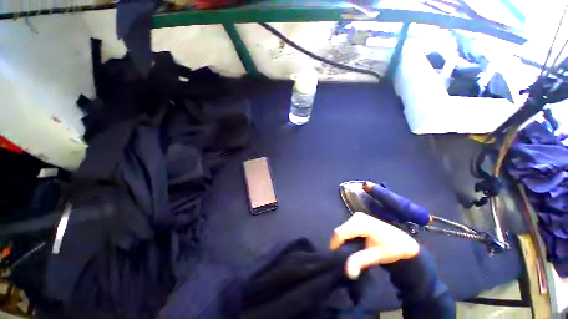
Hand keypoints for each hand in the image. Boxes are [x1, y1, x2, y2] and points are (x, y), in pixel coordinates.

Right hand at [329, 212, 419, 278]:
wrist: (403, 242)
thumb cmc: (391, 249)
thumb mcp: (376, 256)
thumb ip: (360, 261)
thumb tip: (348, 272)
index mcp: (360, 223)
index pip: (340, 233)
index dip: (335, 245)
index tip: (335, 257)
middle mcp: (356, 217)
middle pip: (340, 231)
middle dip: (339, 244)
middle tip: (344, 257)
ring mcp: (357, 216)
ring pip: (342, 229)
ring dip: (343, 241)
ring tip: (349, 252)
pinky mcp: (358, 218)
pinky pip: (347, 228)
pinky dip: (347, 237)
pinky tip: (353, 244)